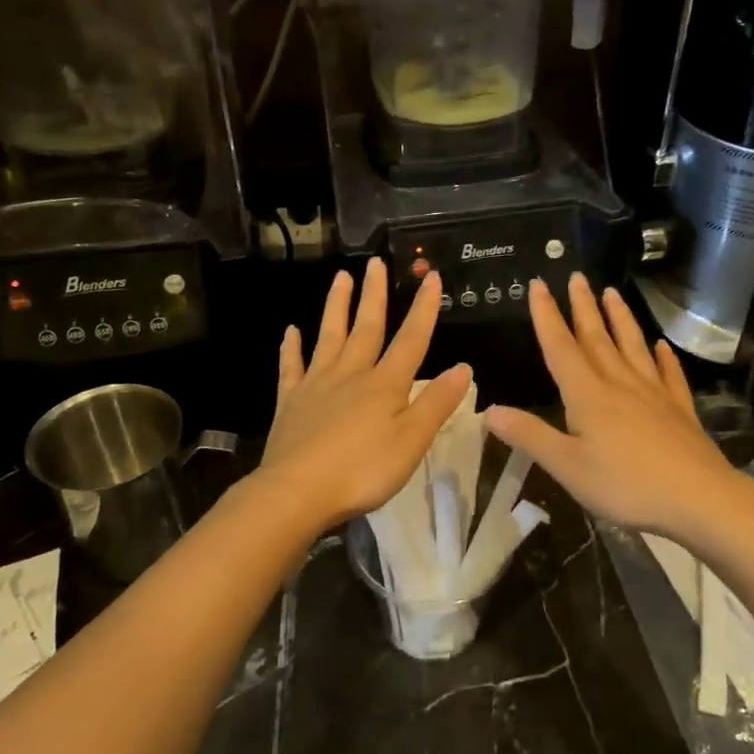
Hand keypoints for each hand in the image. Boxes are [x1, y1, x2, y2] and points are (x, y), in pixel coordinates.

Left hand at [262, 259, 471, 527]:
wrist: (298, 491)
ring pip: (329, 337)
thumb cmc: (363, 470)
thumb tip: (463, 368)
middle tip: (375, 262)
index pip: (411, 340)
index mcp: (385, 385)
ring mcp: (317, 385)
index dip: (423, 309)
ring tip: (340, 277)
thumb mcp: (412, 441)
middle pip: (366, 328)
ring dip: (336, 307)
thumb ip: (437, 403)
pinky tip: (290, 331)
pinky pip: (291, 367)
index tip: (430, 277)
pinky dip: (291, 348)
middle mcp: (351, 375)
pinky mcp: (290, 402)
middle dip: (374, 295)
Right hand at [486, 274, 738, 537]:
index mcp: (588, 395)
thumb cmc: (625, 484)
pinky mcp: (679, 410)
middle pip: (597, 337)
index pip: (560, 347)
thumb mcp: (566, 466)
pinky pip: (669, 374)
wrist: (698, 498)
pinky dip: (663, 357)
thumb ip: (529, 435)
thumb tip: (490, 410)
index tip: (538, 284)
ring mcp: (653, 394)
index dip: (546, 315)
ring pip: (632, 347)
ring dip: (620, 318)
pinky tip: (661, 345)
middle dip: (583, 306)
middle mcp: (619, 384)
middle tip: (576, 276)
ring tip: (612, 292)